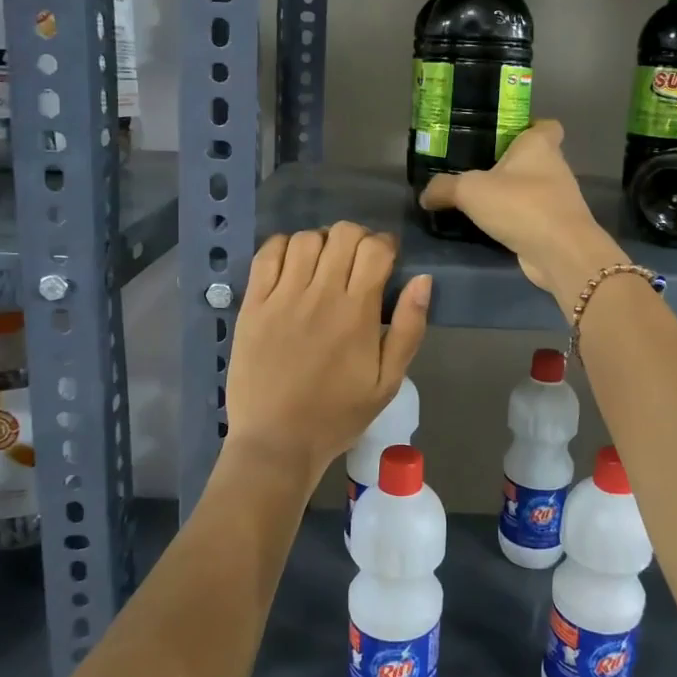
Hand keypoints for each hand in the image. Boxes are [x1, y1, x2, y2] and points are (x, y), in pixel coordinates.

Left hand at [223, 223, 431, 483]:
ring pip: (306, 238)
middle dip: (358, 238)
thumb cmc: (338, 415)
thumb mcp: (388, 381)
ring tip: (324, 264)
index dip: (385, 245)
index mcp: (358, 313)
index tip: (386, 259)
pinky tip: (291, 265)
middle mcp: (320, 295)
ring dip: (322, 242)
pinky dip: (283, 247)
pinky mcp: (253, 305)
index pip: (376, 249)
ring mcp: (282, 297)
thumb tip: (423, 280)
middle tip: (357, 261)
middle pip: (343, 234)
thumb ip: (409, 328)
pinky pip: (267, 254)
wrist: (277, 441)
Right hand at [418, 120, 627, 308]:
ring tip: (478, 200)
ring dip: (512, 194)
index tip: (503, 136)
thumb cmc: (520, 205)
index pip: (546, 125)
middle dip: (510, 164)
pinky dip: (516, 219)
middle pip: (534, 157)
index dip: (528, 127)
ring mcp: (558, 198)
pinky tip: (491, 226)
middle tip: (476, 170)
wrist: (560, 252)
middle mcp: (554, 167)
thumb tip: (425, 194)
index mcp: (539, 145)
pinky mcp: (556, 226)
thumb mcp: (470, 191)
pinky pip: (532, 215)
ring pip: (533, 188)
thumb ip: (445, 188)